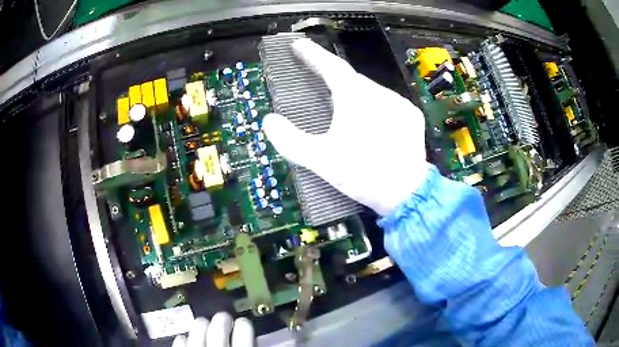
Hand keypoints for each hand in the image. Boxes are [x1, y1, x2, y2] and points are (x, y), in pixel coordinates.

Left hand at [172, 312, 253, 346]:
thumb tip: (259, 340)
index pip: (244, 334)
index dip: (244, 325)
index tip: (244, 321)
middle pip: (218, 331)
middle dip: (221, 321)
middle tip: (224, 317)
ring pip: (196, 334)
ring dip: (200, 326)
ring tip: (203, 322)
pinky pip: (179, 345)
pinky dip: (182, 340)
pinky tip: (183, 338)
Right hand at [263, 39, 429, 215]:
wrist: (407, 194)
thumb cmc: (363, 174)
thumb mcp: (321, 160)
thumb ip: (290, 141)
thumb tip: (269, 121)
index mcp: (356, 97)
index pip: (331, 66)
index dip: (313, 54)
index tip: (298, 45)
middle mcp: (380, 93)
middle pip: (351, 78)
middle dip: (332, 76)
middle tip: (316, 78)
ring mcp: (400, 104)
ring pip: (370, 91)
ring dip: (353, 93)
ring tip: (341, 106)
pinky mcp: (412, 117)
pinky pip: (388, 103)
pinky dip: (374, 106)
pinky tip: (370, 121)